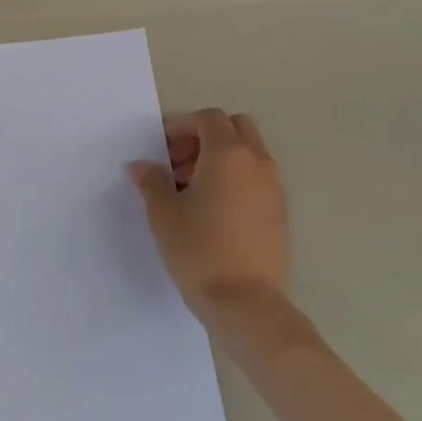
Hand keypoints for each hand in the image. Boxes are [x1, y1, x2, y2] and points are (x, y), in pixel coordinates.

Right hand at [130, 110, 290, 321]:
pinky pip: (257, 177)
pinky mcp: (280, 211)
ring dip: (220, 158)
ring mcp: (274, 187)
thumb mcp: (163, 213)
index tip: (161, 149)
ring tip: (191, 190)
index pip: (208, 118)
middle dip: (204, 137)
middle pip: (235, 127)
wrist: (245, 302)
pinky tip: (213, 210)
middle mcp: (257, 163)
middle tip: (178, 164)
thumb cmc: (198, 250)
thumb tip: (141, 165)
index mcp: (228, 155)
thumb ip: (151, 181)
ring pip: (249, 152)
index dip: (181, 126)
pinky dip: (235, 178)